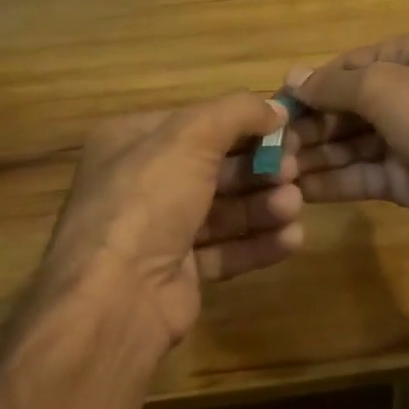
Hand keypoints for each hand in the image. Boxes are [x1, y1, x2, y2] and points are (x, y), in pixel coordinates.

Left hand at [34, 92, 301, 355]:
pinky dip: (257, 242)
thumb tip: (277, 108)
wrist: (115, 300)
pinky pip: (225, 249)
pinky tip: (290, 240)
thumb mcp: (192, 135)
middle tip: (294, 172)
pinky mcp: (178, 272)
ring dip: (263, 205)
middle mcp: (142, 183)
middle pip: (215, 166)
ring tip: (293, 207)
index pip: (198, 123)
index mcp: (132, 141)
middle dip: (259, 168)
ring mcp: (158, 230)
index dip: (244, 124)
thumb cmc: (148, 200)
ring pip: (223, 209)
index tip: (285, 130)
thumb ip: (239, 112)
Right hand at [289, 36, 408, 245]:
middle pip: (344, 107)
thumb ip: (335, 85)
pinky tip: (300, 189)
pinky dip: (332, 181)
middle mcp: (402, 93)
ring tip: (275, 171)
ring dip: (315, 154)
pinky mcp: (403, 178)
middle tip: (269, 148)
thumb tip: (293, 77)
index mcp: (403, 57)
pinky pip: (360, 175)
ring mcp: (403, 137)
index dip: (310, 86)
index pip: (345, 67)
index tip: (272, 107)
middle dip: (309, 125)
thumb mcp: (384, 86)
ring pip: (348, 143)